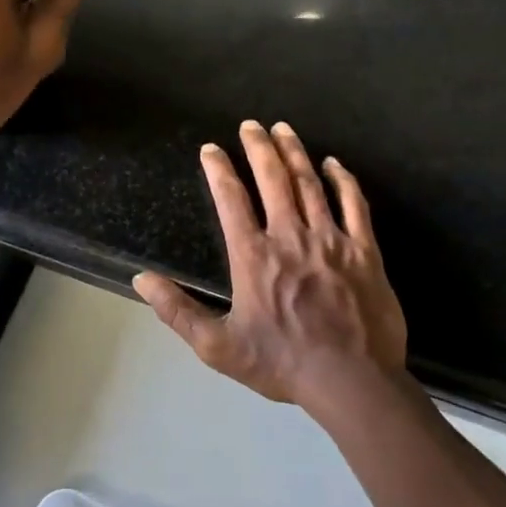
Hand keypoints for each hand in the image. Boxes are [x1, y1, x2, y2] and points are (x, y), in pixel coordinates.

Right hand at [134, 120, 409, 415]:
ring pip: (310, 184)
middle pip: (273, 179)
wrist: (352, 381)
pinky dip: (343, 181)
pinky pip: (354, 205)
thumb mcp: (217, 346)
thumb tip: (141, 279)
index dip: (219, 170)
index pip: (231, 199)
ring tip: (283, 129)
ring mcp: (330, 240)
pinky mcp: (365, 251)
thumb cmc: (281, 363)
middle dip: (259, 147)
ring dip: (295, 153)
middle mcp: (290, 237)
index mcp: (253, 256)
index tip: (211, 149)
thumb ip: (177, 311)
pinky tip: (334, 164)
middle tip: (251, 124)